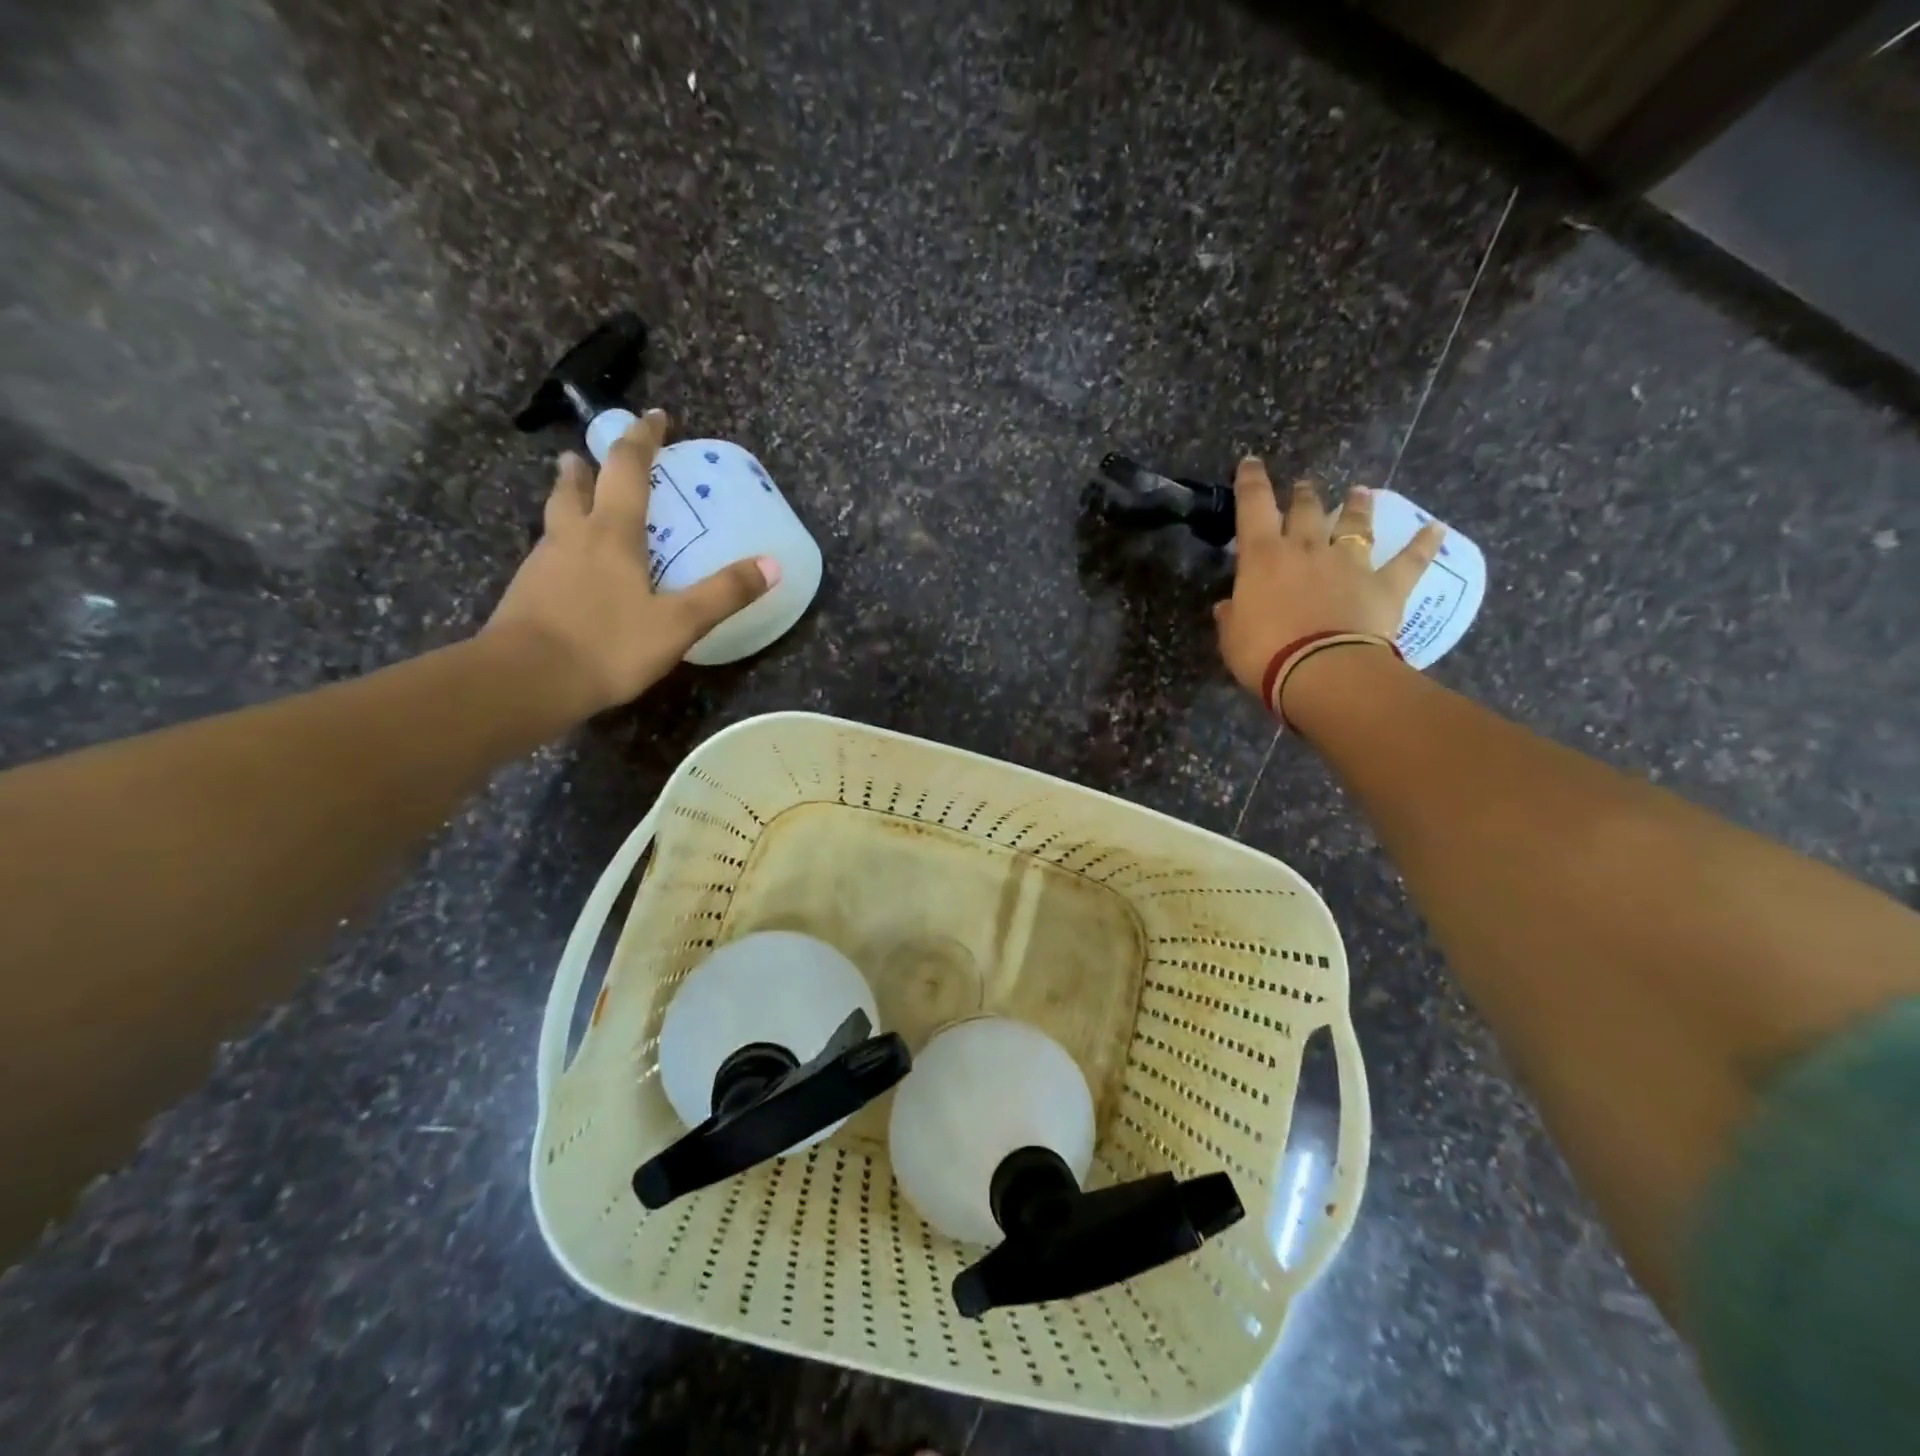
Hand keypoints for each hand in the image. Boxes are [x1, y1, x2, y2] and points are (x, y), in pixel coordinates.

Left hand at [485, 410, 778, 715]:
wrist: (525, 681)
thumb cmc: (607, 645)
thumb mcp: (678, 623)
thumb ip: (724, 593)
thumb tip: (772, 565)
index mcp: (611, 533)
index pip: (628, 470)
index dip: (643, 439)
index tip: (655, 417)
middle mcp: (573, 537)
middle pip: (576, 487)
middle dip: (588, 466)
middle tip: (589, 456)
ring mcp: (543, 564)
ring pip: (556, 518)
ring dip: (568, 499)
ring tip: (574, 495)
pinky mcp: (527, 593)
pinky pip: (549, 553)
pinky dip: (562, 544)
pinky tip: (570, 565)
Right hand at [1213, 457, 1443, 699]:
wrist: (1323, 671)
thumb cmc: (1265, 654)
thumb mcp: (1232, 638)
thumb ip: (1231, 617)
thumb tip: (1228, 606)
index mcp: (1263, 557)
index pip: (1253, 507)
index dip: (1250, 482)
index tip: (1251, 461)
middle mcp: (1306, 549)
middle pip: (1306, 510)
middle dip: (1303, 495)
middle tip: (1304, 485)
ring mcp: (1349, 563)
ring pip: (1354, 524)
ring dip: (1357, 506)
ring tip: (1360, 491)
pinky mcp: (1385, 584)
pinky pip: (1408, 560)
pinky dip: (1423, 544)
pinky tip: (1437, 529)